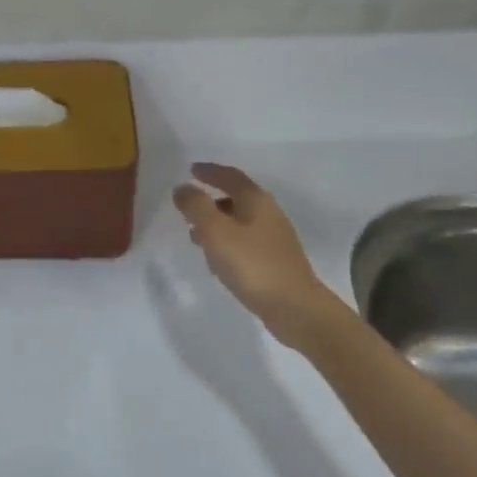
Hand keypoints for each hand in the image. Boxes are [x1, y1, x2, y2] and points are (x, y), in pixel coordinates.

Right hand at [172, 163, 332, 342]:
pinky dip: (225, 241)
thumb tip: (182, 188)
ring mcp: (274, 238)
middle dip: (211, 198)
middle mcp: (268, 214)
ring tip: (194, 233)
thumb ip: (196, 207)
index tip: (191, 169)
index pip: (230, 176)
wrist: (294, 307)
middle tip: (188, 204)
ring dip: (216, 222)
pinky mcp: (273, 261)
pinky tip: (215, 258)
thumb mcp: (216, 232)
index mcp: (256, 201)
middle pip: (236, 197)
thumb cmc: (252, 264)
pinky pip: (243, 242)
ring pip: (239, 221)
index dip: (210, 171)